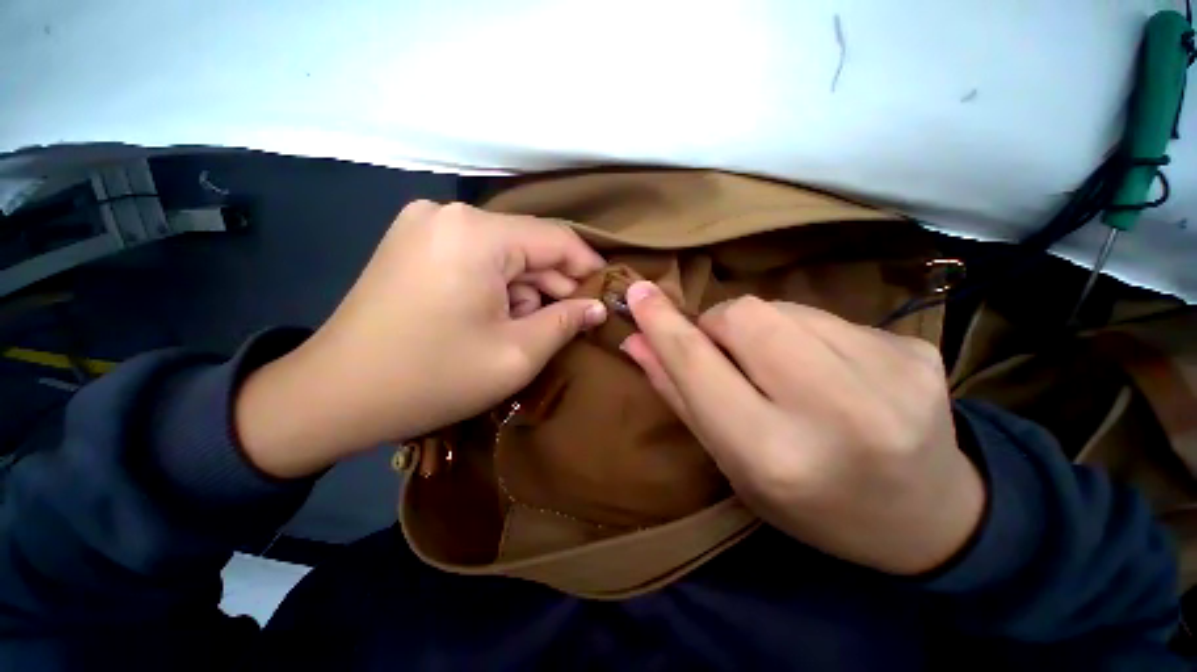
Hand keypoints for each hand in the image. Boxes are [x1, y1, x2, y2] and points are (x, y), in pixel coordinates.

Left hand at [235, 201, 607, 477]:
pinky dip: (496, 286)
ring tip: (522, 330)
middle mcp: (450, 214)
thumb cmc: (433, 377)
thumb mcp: (516, 354)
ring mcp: (425, 225)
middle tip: (571, 323)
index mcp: (477, 234)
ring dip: (523, 290)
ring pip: (503, 254)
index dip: (588, 267)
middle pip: (527, 246)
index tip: (606, 294)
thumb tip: (596, 307)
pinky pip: (476, 258)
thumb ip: (565, 322)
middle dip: (553, 285)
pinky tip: (492, 318)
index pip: (556, 238)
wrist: (333, 396)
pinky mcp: (412, 243)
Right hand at [620, 282, 984, 574]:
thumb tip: (636, 342)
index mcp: (774, 453)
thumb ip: (680, 395)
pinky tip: (829, 371)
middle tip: (727, 352)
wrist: (925, 519)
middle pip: (745, 315)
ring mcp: (889, 375)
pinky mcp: (916, 351)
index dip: (662, 324)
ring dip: (764, 329)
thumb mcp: (732, 463)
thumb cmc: (808, 503)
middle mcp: (835, 413)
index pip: (698, 365)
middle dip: (719, 324)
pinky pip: (828, 316)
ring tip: (784, 370)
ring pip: (784, 308)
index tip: (639, 292)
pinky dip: (806, 334)